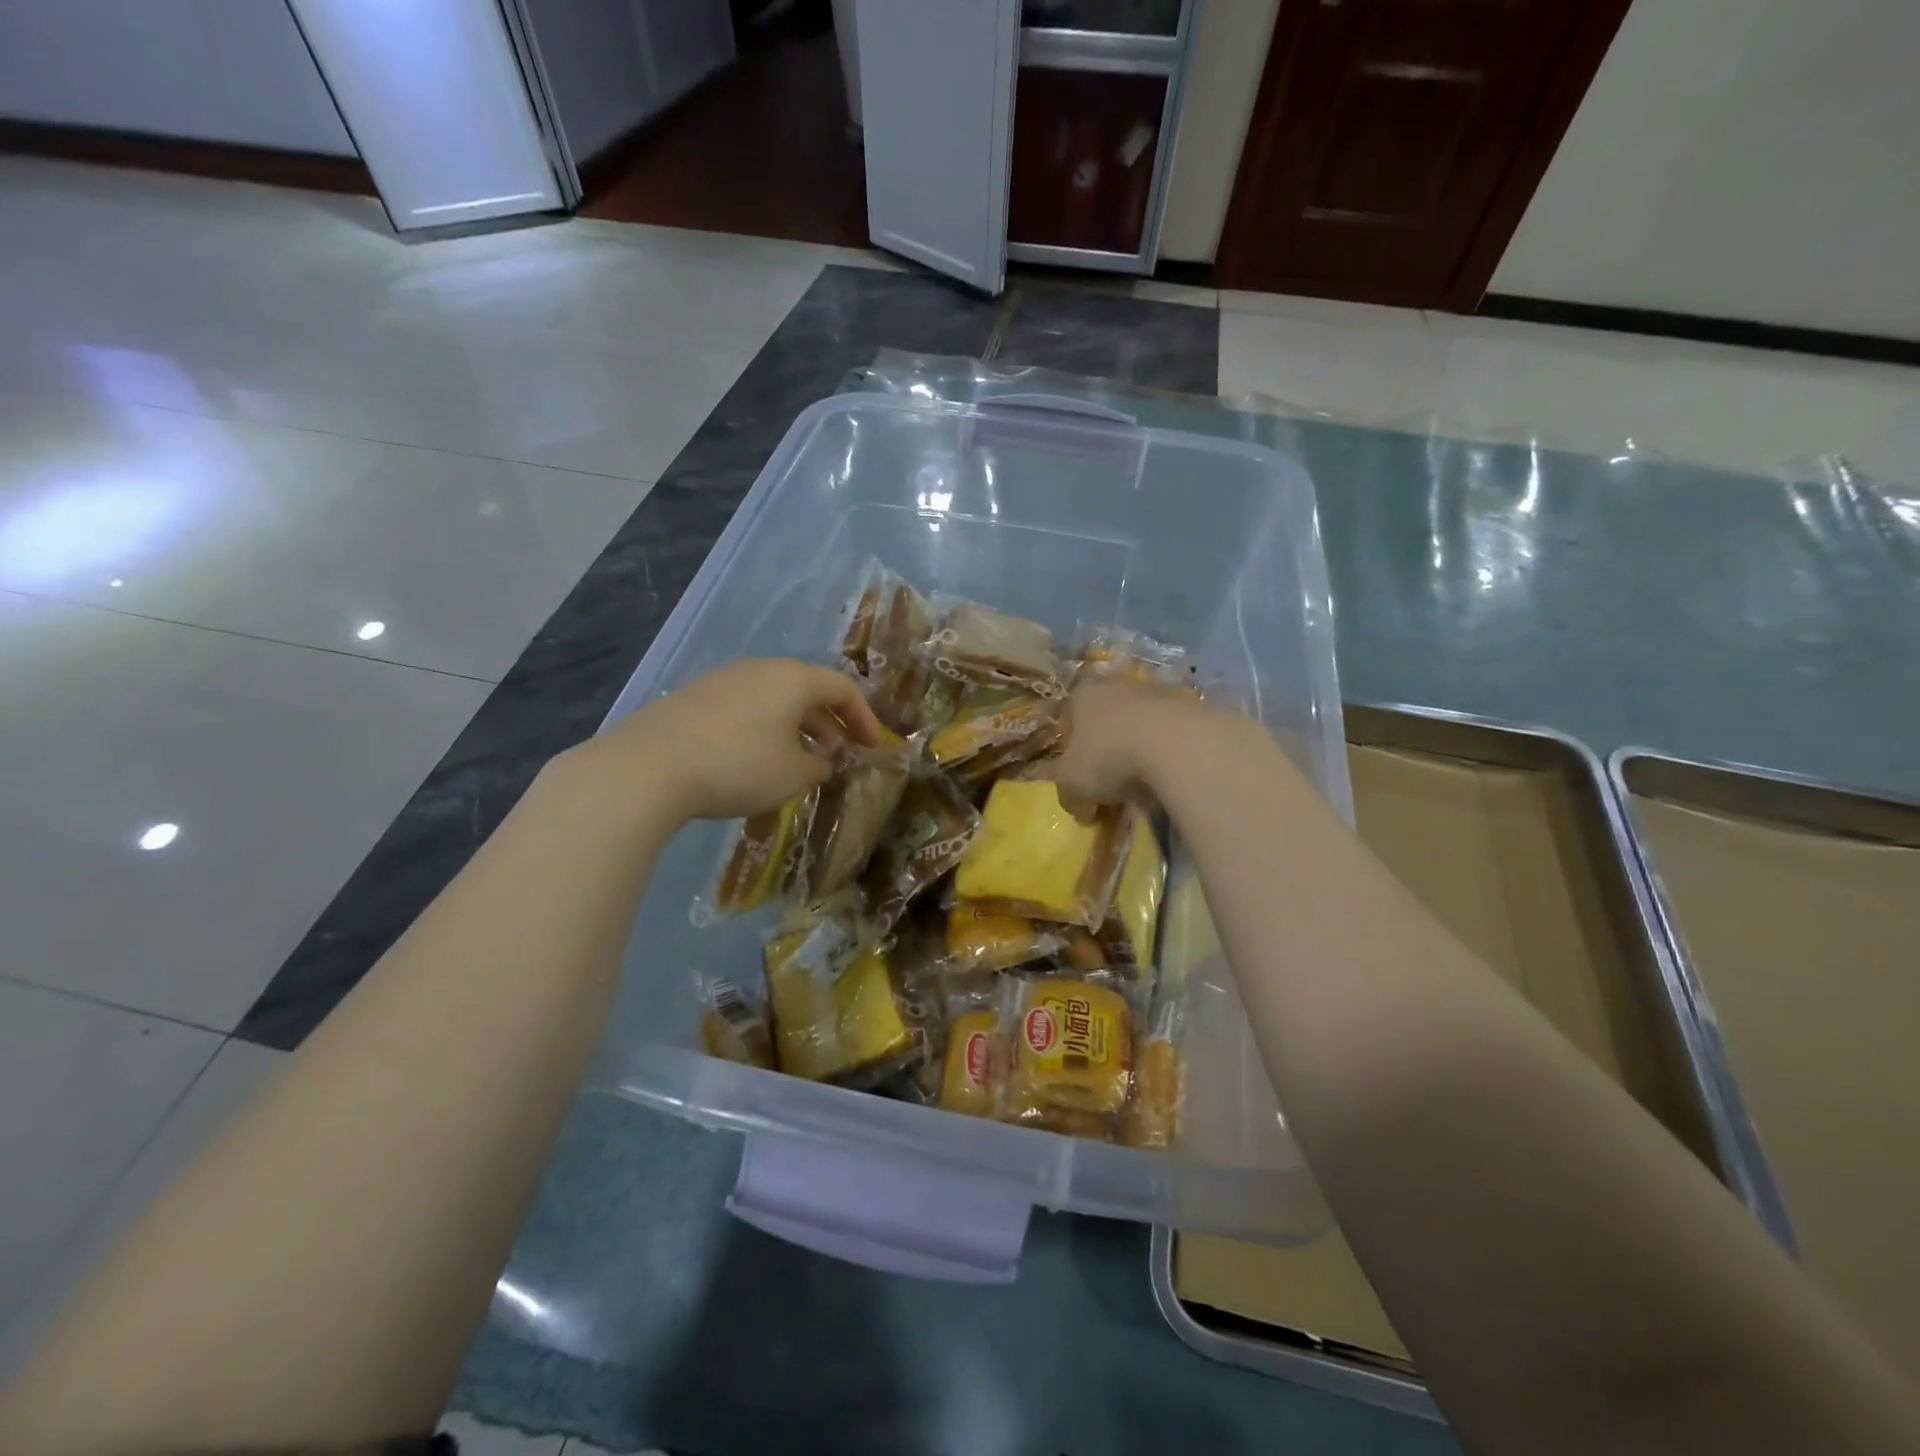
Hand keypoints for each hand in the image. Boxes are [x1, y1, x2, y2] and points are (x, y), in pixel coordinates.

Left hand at [565, 659, 881, 822]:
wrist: (649, 767)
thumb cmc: (739, 765)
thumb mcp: (793, 774)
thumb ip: (818, 766)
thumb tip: (822, 761)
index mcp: (793, 679)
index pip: (842, 688)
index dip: (863, 717)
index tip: (871, 746)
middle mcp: (760, 670)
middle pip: (806, 689)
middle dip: (828, 722)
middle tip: (838, 752)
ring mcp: (723, 680)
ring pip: (773, 699)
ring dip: (795, 727)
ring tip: (799, 760)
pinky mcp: (694, 699)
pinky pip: (744, 709)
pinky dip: (763, 730)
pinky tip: (755, 760)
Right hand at [1052, 676, 1208, 813]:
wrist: (1176, 746)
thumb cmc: (1108, 758)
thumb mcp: (1070, 784)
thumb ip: (1068, 793)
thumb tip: (1079, 805)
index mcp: (1083, 696)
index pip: (1070, 719)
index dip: (1071, 750)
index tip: (1078, 776)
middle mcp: (1118, 686)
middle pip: (1107, 721)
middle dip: (1107, 752)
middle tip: (1110, 785)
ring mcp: (1158, 693)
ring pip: (1141, 727)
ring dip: (1139, 753)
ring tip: (1144, 788)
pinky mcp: (1191, 708)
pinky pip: (1170, 737)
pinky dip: (1167, 756)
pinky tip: (1169, 780)